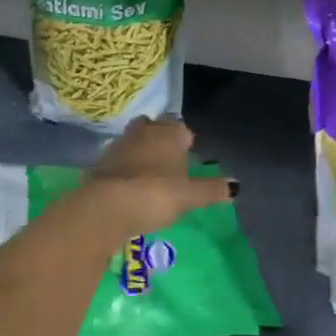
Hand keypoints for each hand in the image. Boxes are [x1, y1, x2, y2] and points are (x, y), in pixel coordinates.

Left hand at [77, 116, 231, 233]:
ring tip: (148, 175)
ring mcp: (119, 145)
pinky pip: (117, 160)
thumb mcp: (189, 196)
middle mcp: (144, 131)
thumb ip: (212, 190)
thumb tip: (237, 186)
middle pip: (154, 127)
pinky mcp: (99, 163)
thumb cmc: (155, 194)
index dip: (185, 141)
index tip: (188, 156)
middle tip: (168, 161)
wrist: (105, 207)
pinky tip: (127, 186)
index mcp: (169, 133)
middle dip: (160, 138)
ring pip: (134, 141)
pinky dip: (123, 168)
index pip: (181, 128)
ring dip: (140, 152)